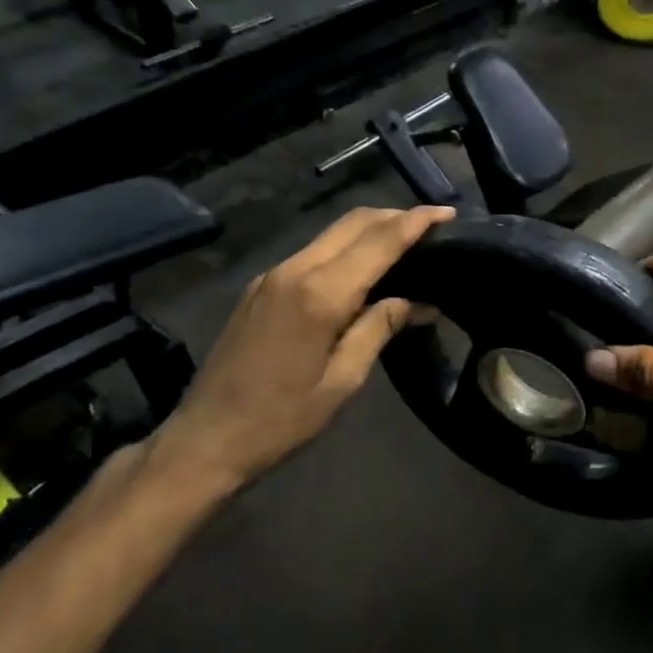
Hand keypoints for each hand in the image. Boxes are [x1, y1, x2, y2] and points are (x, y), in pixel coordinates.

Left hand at [151, 205, 455, 484]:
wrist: (205, 439)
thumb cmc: (281, 419)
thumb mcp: (343, 380)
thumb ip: (378, 329)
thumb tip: (418, 302)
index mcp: (319, 293)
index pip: (378, 242)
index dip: (415, 222)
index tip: (447, 213)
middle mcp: (294, 270)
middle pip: (352, 223)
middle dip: (394, 216)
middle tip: (431, 227)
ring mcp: (272, 276)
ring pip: (330, 235)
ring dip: (369, 231)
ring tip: (404, 246)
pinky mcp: (260, 288)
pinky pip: (312, 253)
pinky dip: (344, 249)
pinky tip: (361, 271)